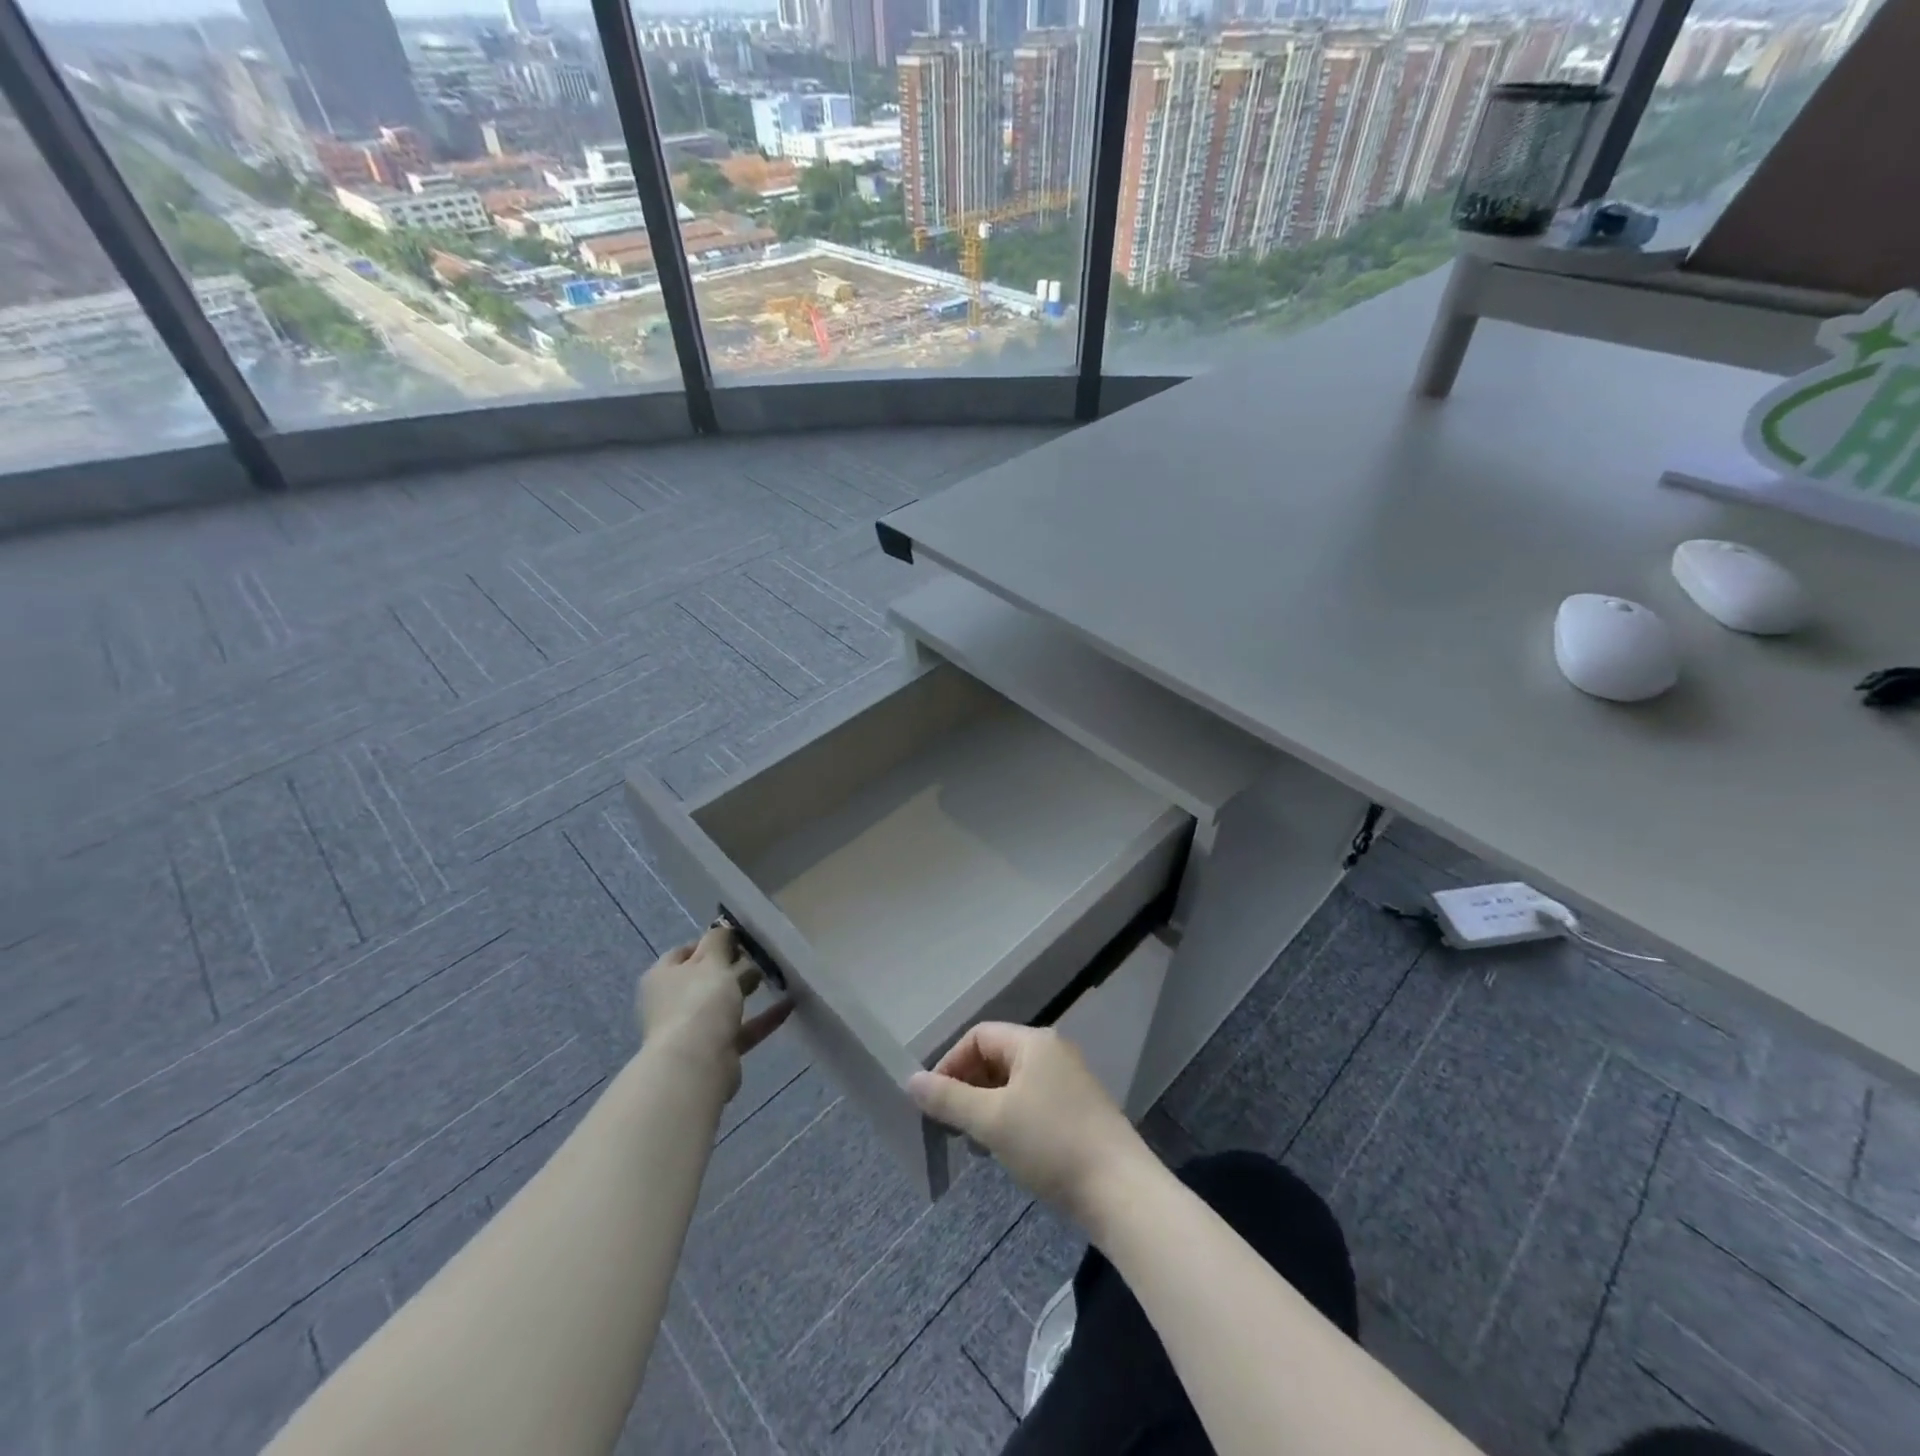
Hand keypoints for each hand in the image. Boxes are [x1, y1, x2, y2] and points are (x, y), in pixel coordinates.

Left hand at [638, 924, 790, 1099]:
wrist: (696, 1065)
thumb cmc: (699, 1002)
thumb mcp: (711, 961)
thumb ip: (719, 941)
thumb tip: (722, 927)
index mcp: (663, 977)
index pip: (684, 952)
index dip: (710, 942)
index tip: (737, 937)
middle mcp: (673, 1002)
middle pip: (704, 978)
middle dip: (731, 965)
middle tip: (759, 954)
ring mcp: (693, 1028)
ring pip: (723, 1003)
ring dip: (746, 990)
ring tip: (775, 974)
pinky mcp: (715, 1050)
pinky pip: (742, 1028)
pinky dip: (763, 1018)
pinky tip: (789, 1005)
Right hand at [908, 1023, 1152, 1229]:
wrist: (1121, 1191)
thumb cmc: (1051, 1144)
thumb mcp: (992, 1121)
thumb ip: (949, 1099)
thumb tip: (911, 1080)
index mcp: (1033, 1042)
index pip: (979, 1036)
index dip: (950, 1064)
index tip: (933, 1102)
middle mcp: (1053, 1053)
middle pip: (996, 1058)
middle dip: (967, 1088)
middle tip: (949, 1125)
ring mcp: (1069, 1083)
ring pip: (1013, 1085)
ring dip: (987, 1108)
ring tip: (974, 1143)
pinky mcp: (1079, 1112)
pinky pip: (1032, 1104)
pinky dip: (1010, 1120)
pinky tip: (1005, 1151)